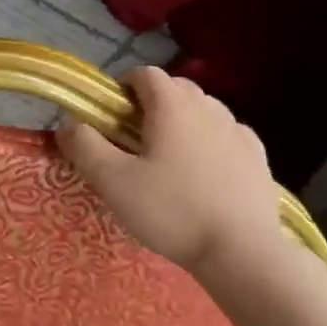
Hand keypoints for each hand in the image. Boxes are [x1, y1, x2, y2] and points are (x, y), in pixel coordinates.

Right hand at [56, 66, 285, 275]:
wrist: (241, 251)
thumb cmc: (171, 211)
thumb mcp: (113, 182)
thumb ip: (85, 146)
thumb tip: (68, 124)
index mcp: (173, 106)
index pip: (145, 74)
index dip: (123, 86)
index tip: (110, 115)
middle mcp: (209, 108)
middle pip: (176, 88)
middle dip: (152, 102)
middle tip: (134, 139)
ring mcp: (238, 131)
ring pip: (204, 110)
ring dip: (183, 120)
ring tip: (169, 156)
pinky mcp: (258, 157)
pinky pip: (228, 134)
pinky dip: (211, 141)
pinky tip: (204, 170)